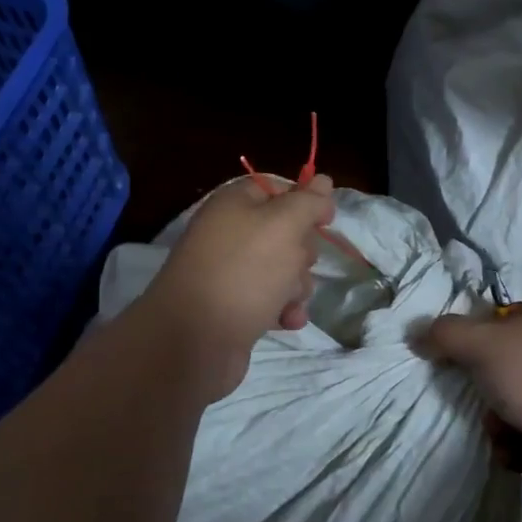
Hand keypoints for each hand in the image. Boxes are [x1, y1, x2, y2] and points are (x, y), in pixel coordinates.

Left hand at [137, 174, 336, 399]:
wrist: (194, 341)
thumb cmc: (243, 272)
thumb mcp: (284, 225)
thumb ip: (308, 202)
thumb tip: (323, 181)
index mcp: (234, 204)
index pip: (277, 189)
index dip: (305, 201)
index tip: (327, 220)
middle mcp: (230, 234)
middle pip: (285, 232)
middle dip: (301, 252)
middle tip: (296, 265)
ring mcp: (231, 272)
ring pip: (283, 269)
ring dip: (296, 285)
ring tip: (287, 300)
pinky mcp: (235, 308)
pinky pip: (271, 300)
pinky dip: (283, 309)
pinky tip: (286, 321)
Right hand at [419, 295, 521, 474]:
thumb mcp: (483, 344)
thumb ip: (445, 335)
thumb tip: (415, 333)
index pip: (503, 318)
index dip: (477, 338)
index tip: (461, 360)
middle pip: (506, 363)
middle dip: (488, 390)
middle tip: (482, 402)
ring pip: (517, 400)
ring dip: (500, 422)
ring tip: (504, 434)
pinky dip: (519, 443)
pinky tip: (519, 453)